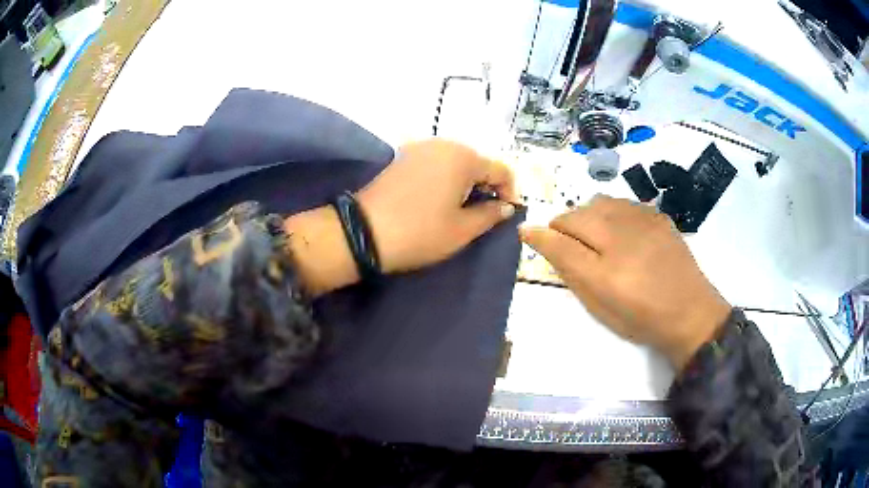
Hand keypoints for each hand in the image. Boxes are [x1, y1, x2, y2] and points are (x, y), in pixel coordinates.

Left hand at [357, 139, 517, 272]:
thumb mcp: (462, 229)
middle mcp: (443, 144)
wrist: (364, 232)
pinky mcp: (402, 157)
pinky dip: (445, 178)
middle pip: (478, 162)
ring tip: (462, 208)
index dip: (510, 192)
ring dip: (466, 181)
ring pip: (456, 161)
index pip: (501, 170)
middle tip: (484, 213)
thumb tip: (506, 207)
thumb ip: (490, 214)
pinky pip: (435, 163)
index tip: (507, 214)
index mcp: (463, 157)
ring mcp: (420, 148)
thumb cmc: (420, 232)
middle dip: (487, 185)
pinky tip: (439, 199)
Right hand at [520, 195, 730, 369]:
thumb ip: (569, 268)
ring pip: (599, 202)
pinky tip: (620, 231)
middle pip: (576, 214)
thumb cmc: (640, 317)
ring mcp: (642, 220)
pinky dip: (611, 213)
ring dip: (587, 216)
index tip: (528, 235)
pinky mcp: (657, 215)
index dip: (539, 236)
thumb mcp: (598, 303)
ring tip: (594, 237)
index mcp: (603, 264)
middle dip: (563, 226)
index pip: (559, 239)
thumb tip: (539, 239)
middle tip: (567, 245)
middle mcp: (620, 233)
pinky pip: (622, 203)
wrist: (690, 311)